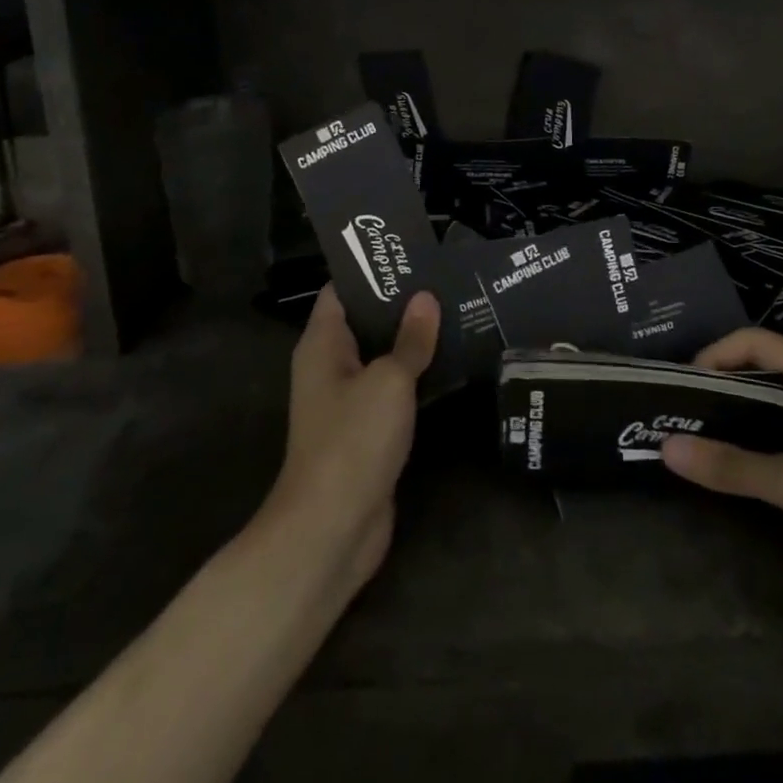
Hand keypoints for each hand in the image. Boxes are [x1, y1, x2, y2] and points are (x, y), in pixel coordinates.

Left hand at [262, 287, 438, 597]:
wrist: (333, 528)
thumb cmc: (353, 439)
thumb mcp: (388, 381)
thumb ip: (410, 339)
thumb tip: (425, 298)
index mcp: (323, 345)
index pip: (342, 291)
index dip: (372, 270)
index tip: (411, 254)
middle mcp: (331, 367)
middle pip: (366, 322)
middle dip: (403, 304)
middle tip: (448, 280)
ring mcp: (349, 401)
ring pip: (384, 357)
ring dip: (415, 341)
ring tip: (459, 312)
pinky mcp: (369, 431)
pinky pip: (394, 391)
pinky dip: (419, 377)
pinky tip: (454, 363)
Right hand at [661, 328, 782, 614]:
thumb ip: (730, 466)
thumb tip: (665, 449)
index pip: (756, 341)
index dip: (715, 354)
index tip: (681, 385)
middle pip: (766, 368)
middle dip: (722, 385)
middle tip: (681, 411)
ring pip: (779, 403)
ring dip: (741, 415)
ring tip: (700, 435)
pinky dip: (763, 440)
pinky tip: (742, 464)